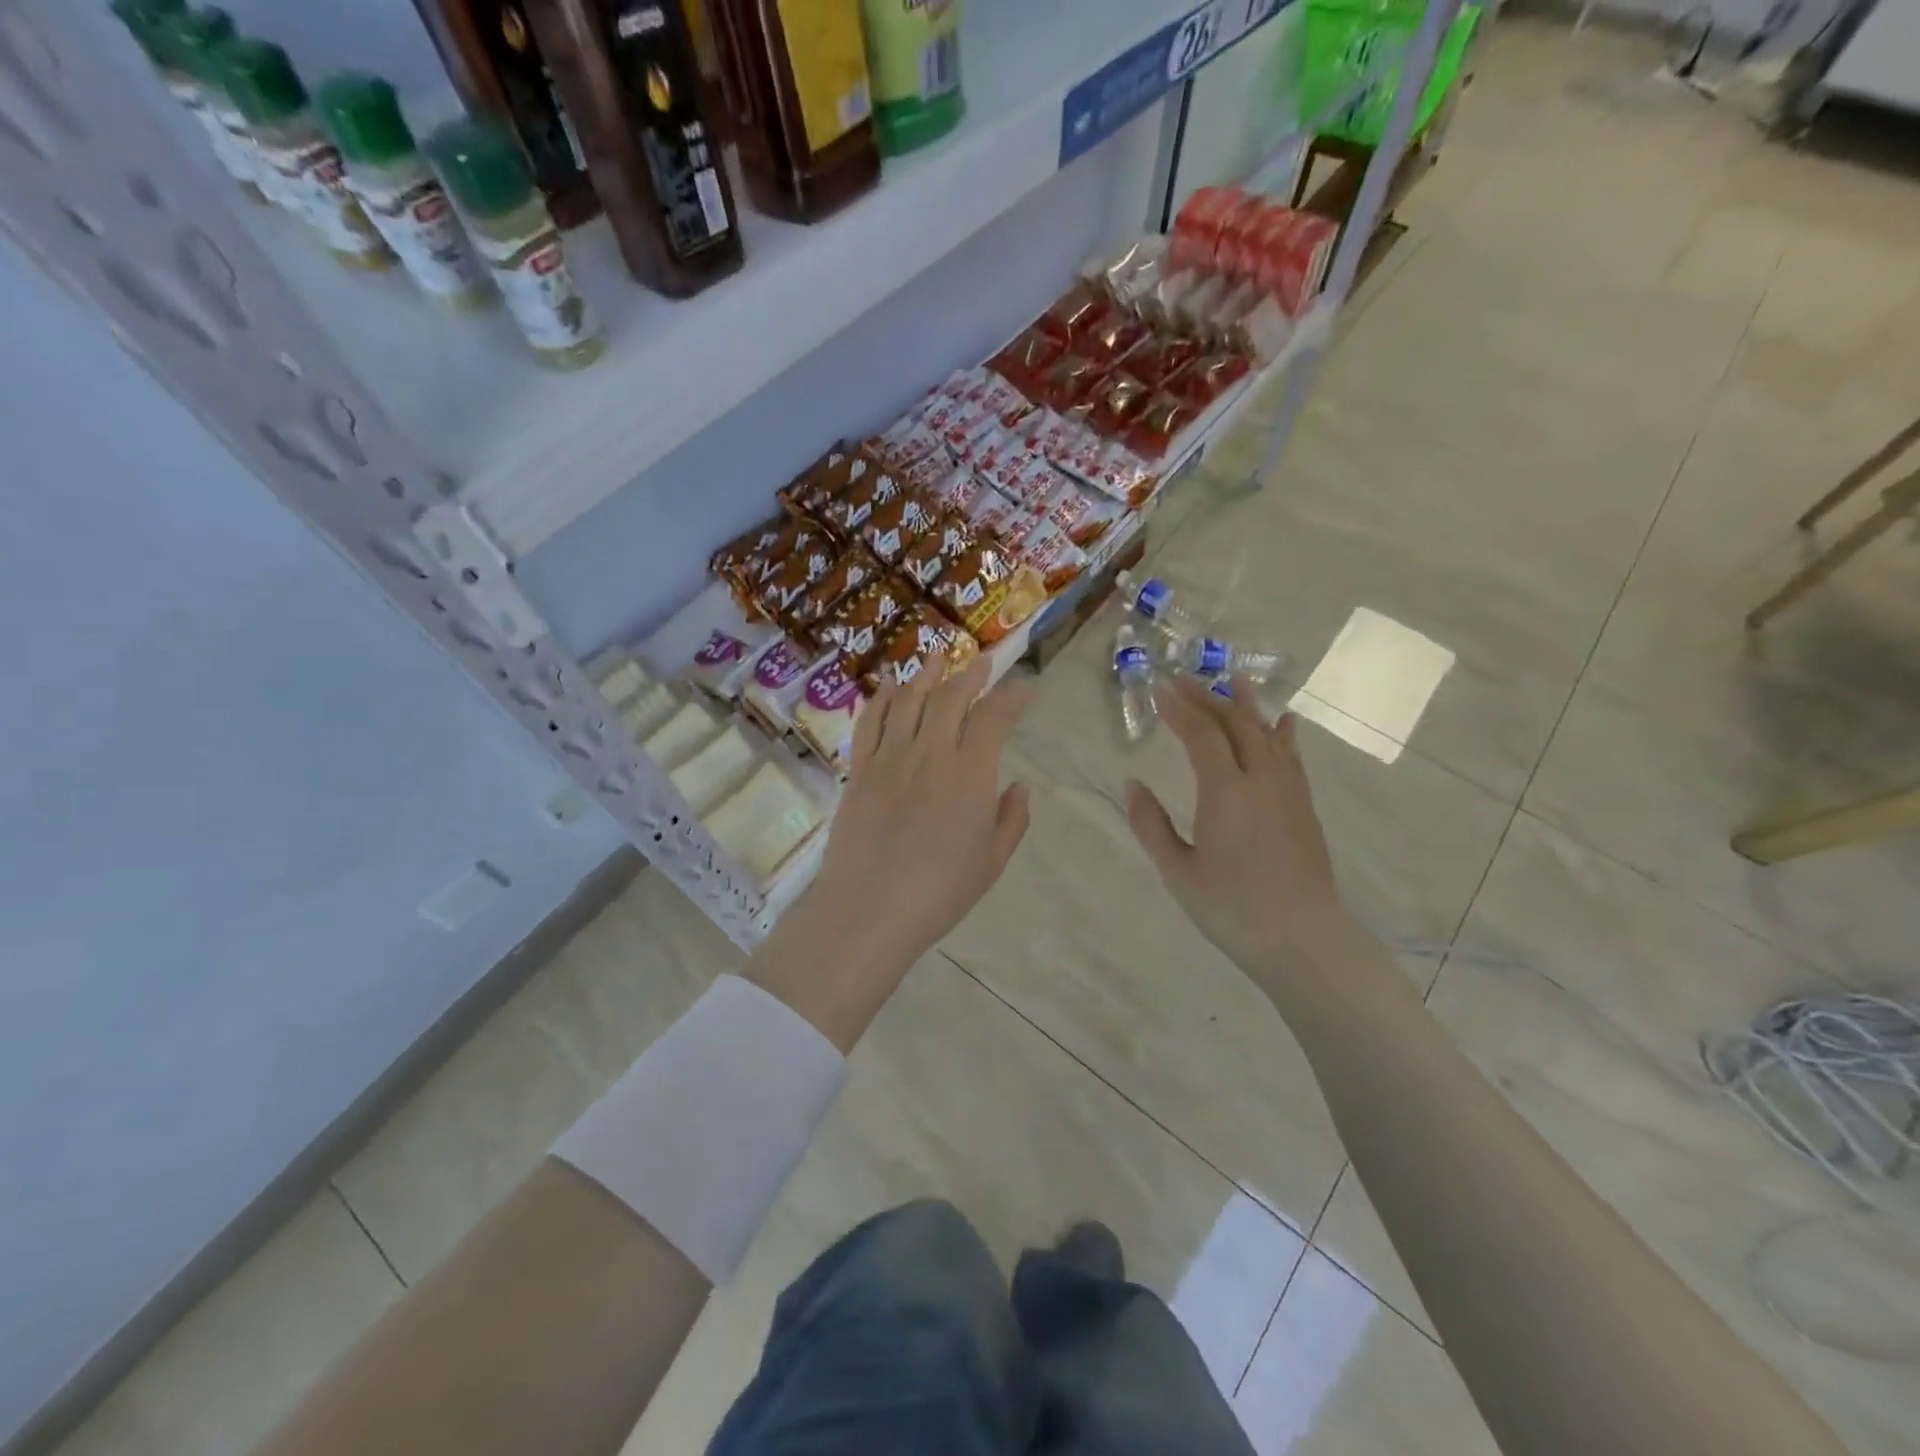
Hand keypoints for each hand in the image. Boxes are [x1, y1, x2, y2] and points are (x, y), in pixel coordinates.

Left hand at [818, 653, 1032, 958]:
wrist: (868, 911)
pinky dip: (881, 699)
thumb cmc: (939, 893)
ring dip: (926, 674)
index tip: (1024, 686)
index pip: (994, 718)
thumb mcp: (991, 862)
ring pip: (909, 700)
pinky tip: (889, 688)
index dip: (1012, 696)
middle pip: (951, 697)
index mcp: (969, 775)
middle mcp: (929, 754)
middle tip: (984, 662)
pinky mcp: (858, 770)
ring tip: (938, 657)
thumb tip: (1019, 786)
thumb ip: (1011, 820)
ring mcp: (888, 758)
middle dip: (972, 674)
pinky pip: (869, 722)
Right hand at [1126, 676, 1353, 990]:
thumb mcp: (1178, 872)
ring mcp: (1288, 791)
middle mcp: (1261, 780)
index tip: (1158, 688)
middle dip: (1206, 698)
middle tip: (1182, 680)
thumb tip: (1131, 785)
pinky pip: (1291, 756)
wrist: (1302, 940)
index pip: (1201, 735)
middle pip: (1234, 724)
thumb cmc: (1232, 910)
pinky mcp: (1303, 806)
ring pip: (1267, 733)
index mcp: (1226, 793)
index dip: (1178, 709)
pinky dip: (1282, 733)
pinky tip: (1283, 720)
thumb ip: (1150, 825)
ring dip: (1246, 705)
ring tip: (1233, 679)